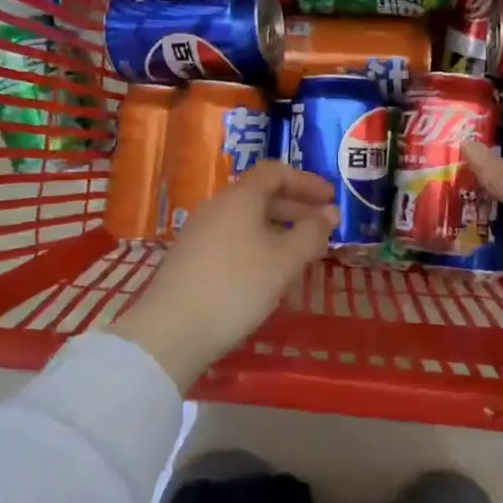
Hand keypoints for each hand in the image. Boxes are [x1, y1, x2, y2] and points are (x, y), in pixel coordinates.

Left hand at [107, 162, 337, 387]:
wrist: (171, 331)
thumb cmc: (236, 287)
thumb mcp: (284, 262)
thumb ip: (311, 234)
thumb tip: (329, 214)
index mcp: (239, 197)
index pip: (275, 172)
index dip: (306, 181)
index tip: (331, 199)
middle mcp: (217, 207)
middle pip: (261, 196)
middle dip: (297, 210)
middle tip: (324, 229)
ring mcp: (201, 233)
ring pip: (248, 222)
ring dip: (280, 232)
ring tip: (303, 257)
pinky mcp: (193, 259)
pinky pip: (235, 241)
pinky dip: (260, 248)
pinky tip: (271, 276)